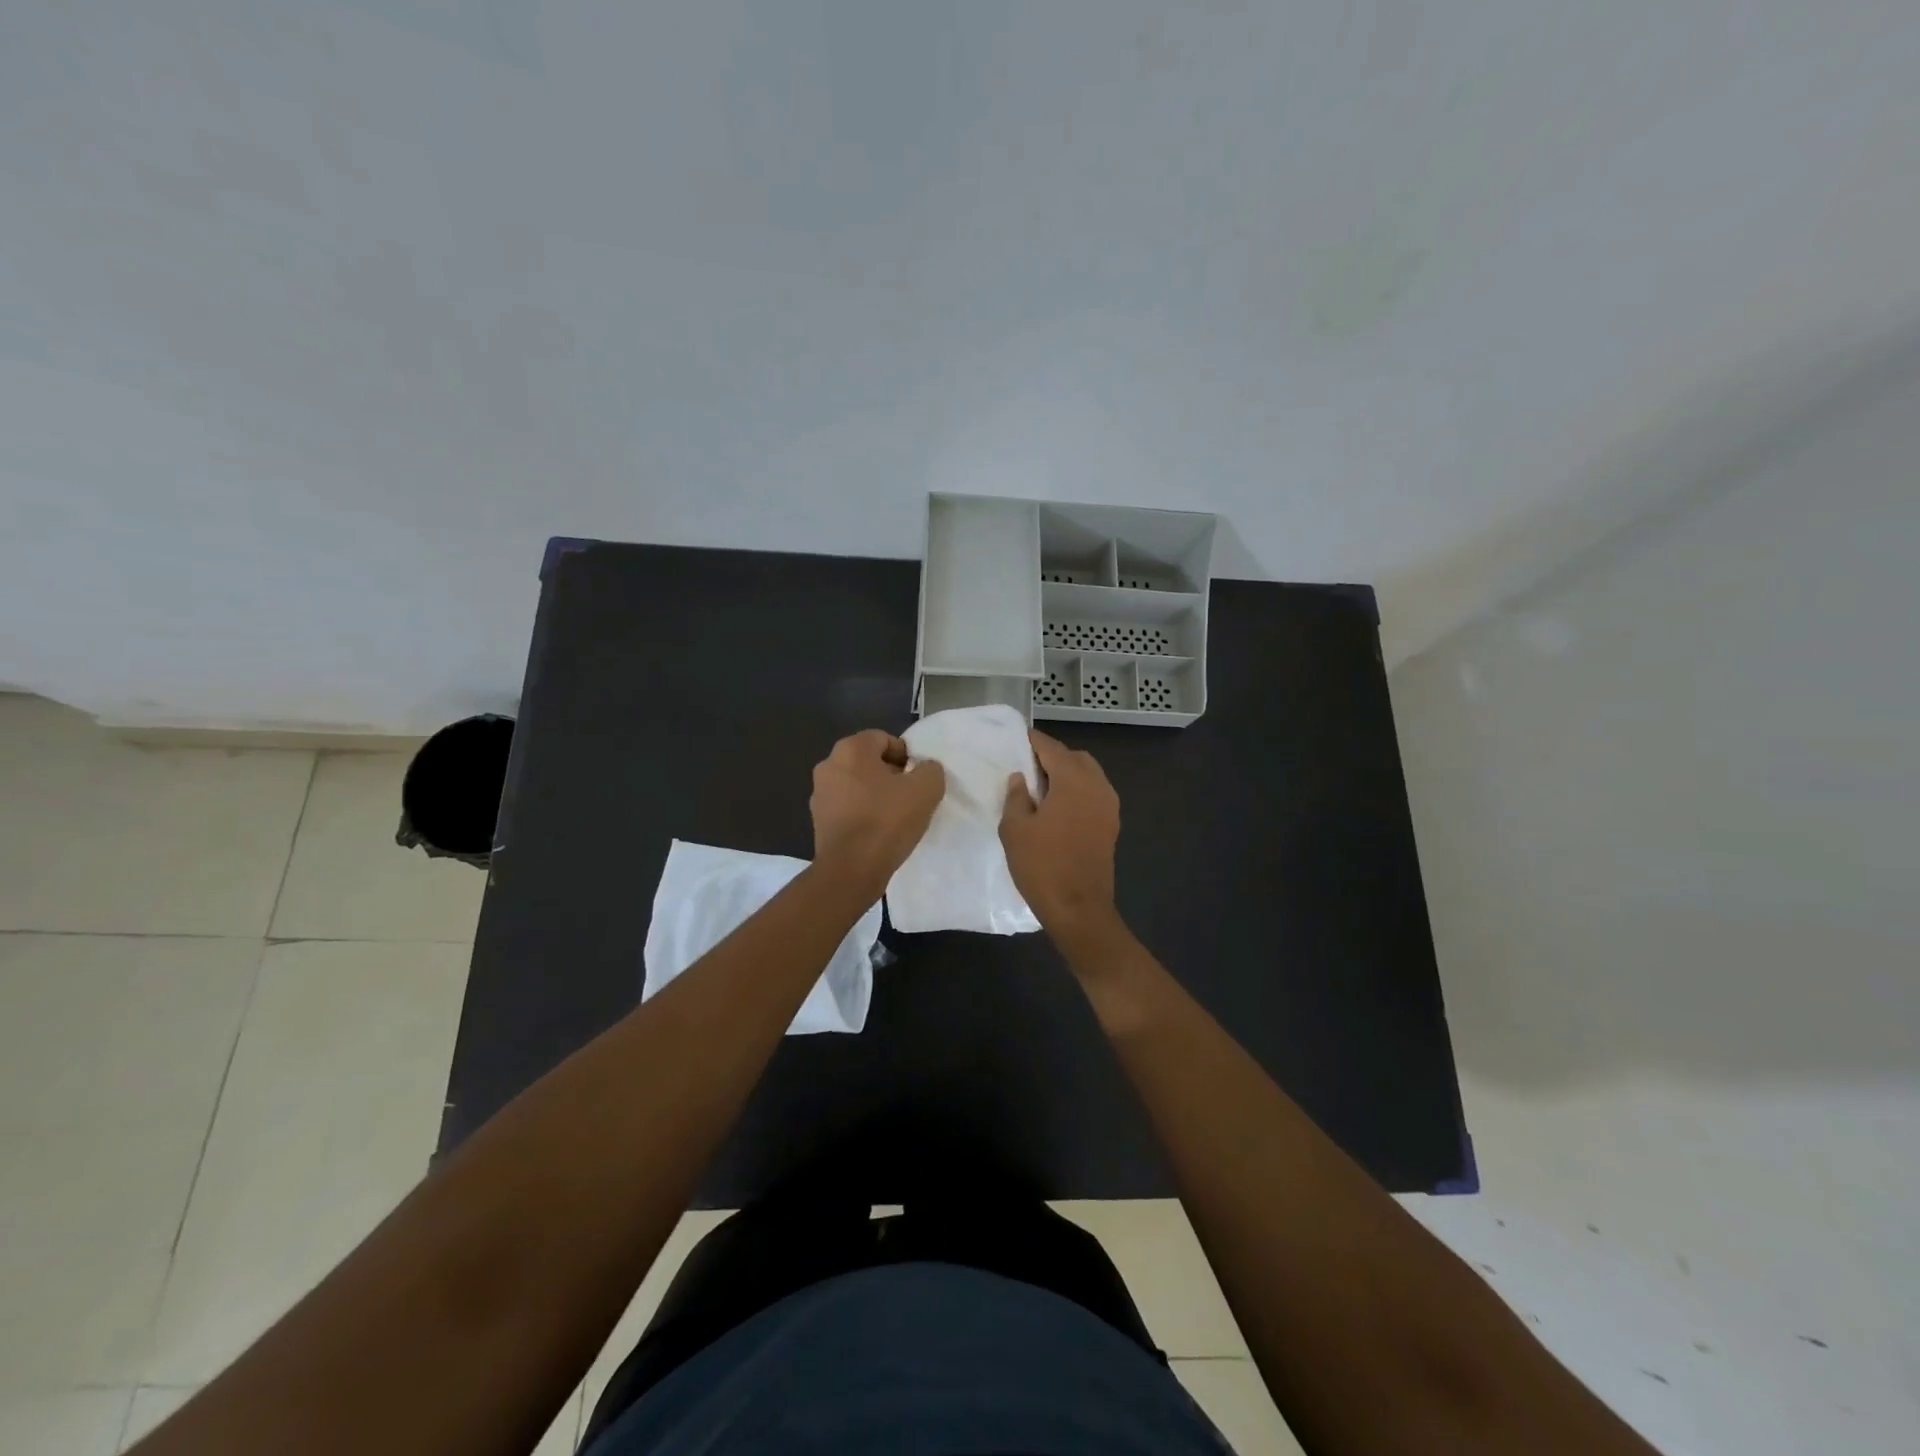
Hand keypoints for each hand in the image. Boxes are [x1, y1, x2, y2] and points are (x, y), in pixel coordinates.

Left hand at [810, 729, 945, 894]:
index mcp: (850, 749)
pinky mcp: (818, 821)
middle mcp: (829, 765)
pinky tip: (879, 832)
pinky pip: (847, 808)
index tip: (918, 777)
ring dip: (875, 794)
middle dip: (890, 774)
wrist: (851, 870)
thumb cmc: (887, 821)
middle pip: (867, 761)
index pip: (883, 739)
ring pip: (856, 785)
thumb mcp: (926, 789)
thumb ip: (930, 769)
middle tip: (910, 795)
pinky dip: (862, 813)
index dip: (905, 755)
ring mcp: (819, 794)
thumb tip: (924, 769)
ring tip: (896, 816)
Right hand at [1000, 730, 1120, 935]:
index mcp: (1074, 781)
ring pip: (1088, 775)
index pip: (1052, 748)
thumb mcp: (1015, 829)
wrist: (1079, 909)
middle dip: (1053, 756)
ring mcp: (1109, 806)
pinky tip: (1057, 807)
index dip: (1034, 741)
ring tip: (1040, 787)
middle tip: (1028, 765)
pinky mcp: (1111, 825)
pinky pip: (1094, 794)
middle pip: (1075, 758)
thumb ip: (1016, 797)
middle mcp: (1097, 786)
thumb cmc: (1042, 866)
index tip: (1018, 738)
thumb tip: (1021, 778)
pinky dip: (1077, 791)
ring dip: (1067, 774)